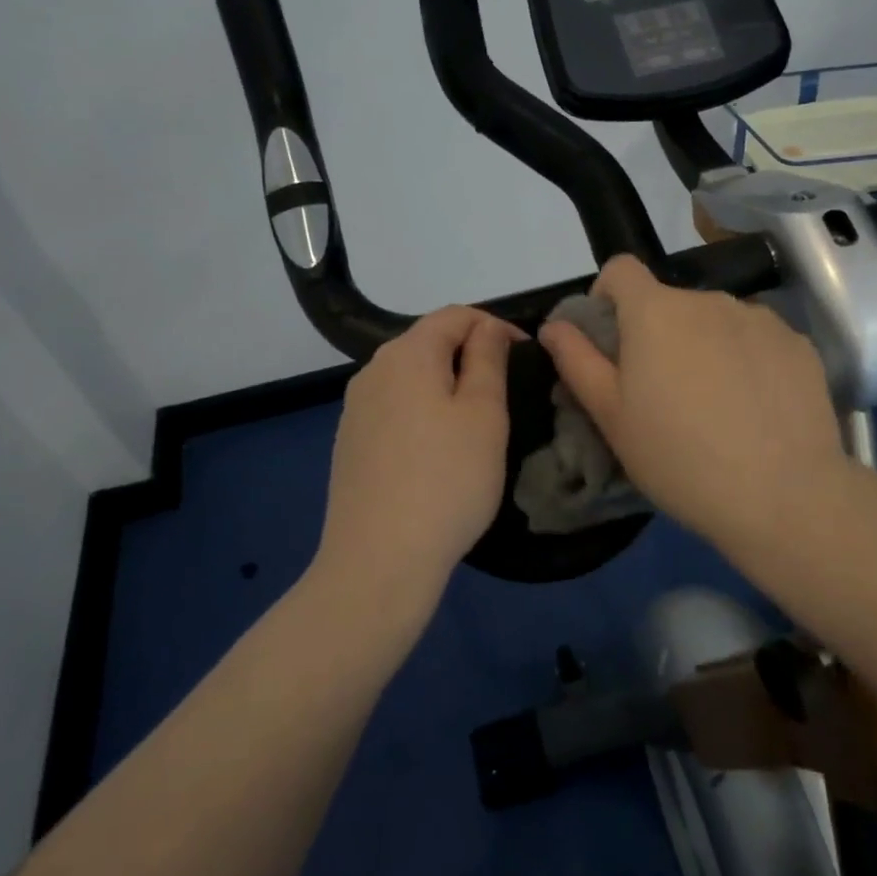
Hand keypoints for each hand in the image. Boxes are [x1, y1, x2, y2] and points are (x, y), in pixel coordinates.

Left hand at [313, 307, 518, 624]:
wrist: (379, 560)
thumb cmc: (447, 480)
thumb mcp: (484, 414)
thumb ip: (487, 359)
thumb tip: (487, 329)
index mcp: (407, 354)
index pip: (455, 315)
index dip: (495, 326)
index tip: (526, 358)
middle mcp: (373, 371)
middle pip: (428, 343)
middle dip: (470, 355)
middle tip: (506, 392)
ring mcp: (355, 409)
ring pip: (411, 378)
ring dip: (446, 385)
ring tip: (476, 424)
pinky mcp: (350, 443)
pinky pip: (394, 409)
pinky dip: (422, 413)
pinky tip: (438, 452)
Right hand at [539, 256, 851, 558]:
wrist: (782, 496)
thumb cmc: (678, 457)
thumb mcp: (611, 416)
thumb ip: (577, 361)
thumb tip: (553, 325)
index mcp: (656, 311)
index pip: (621, 269)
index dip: (606, 295)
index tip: (611, 340)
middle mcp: (708, 300)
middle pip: (670, 302)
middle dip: (658, 334)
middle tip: (662, 393)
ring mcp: (759, 318)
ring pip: (715, 321)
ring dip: (704, 345)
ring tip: (714, 405)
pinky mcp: (799, 343)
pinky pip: (757, 339)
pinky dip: (746, 360)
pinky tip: (754, 409)